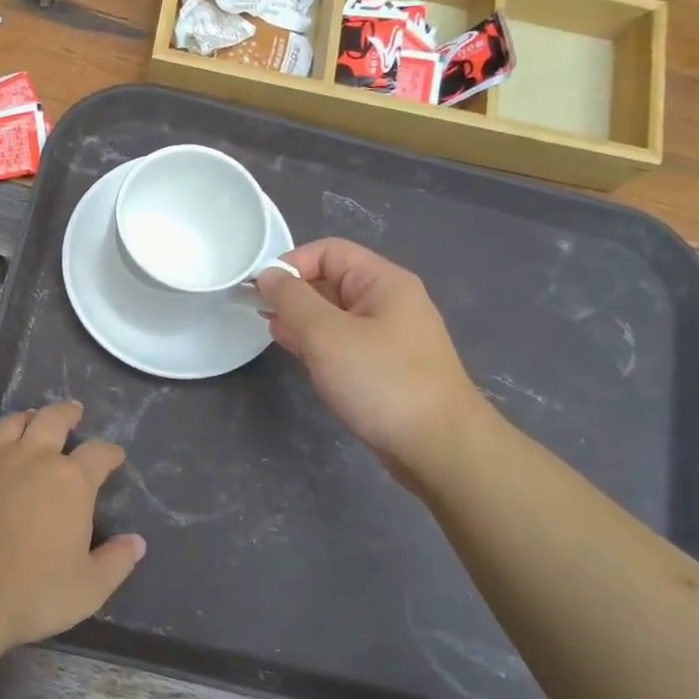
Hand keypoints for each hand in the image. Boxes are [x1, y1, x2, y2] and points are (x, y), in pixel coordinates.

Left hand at [0, 402, 145, 651]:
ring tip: (31, 419)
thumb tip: (136, 542)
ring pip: (11, 426)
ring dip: (26, 419)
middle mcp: (31, 460)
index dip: (109, 452)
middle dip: (67, 413)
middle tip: (73, 410)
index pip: (98, 453)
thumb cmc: (32, 592)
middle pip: (52, 420)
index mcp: (70, 481)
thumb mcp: (88, 588)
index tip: (114, 455)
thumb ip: (115, 562)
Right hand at [255, 239, 485, 472]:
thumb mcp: (327, 335)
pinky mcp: (386, 366)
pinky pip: (345, 342)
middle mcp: (390, 301)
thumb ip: (292, 300)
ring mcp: (390, 336)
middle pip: (333, 280)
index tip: (259, 291)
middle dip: (294, 294)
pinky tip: (299, 356)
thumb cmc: (381, 382)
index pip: (329, 251)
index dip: (291, 263)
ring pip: (336, 314)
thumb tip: (268, 275)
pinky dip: (319, 344)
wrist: (438, 447)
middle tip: (260, 315)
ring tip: (274, 334)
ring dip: (303, 320)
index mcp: (383, 282)